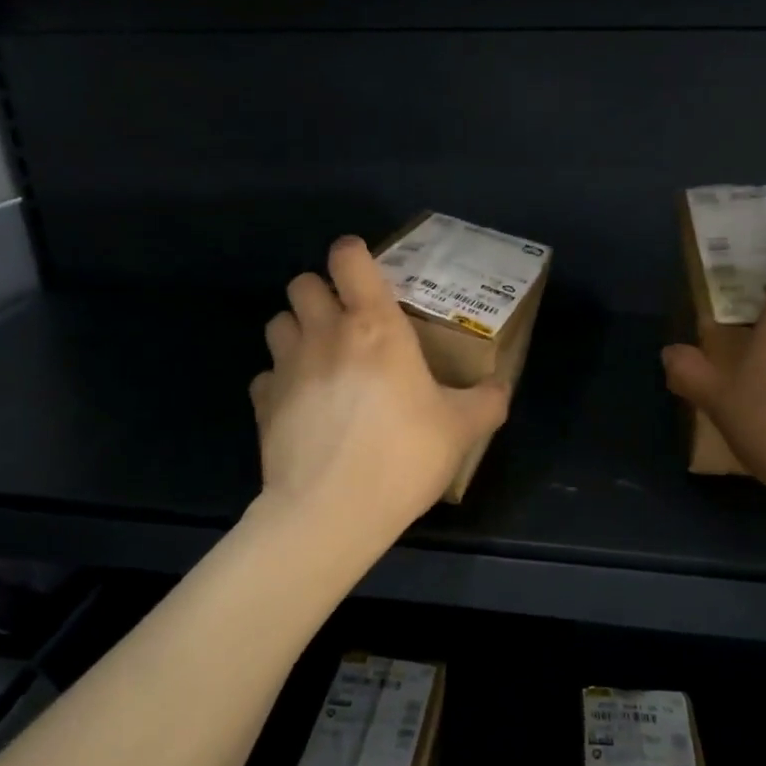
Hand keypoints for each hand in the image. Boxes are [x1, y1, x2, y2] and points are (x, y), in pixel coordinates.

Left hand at [250, 236, 511, 551]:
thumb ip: (487, 401)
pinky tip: (300, 404)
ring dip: (296, 330)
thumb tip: (502, 387)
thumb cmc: (403, 456)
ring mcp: (288, 366)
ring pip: (277, 322)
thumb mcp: (462, 429)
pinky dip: (280, 380)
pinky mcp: (263, 402)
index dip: (353, 254)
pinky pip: (266, 375)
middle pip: (302, 283)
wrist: (331, 511)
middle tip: (344, 321)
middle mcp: (326, 333)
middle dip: (320, 293)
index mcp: (375, 326)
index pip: (348, 258)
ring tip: (319, 357)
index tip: (365, 272)